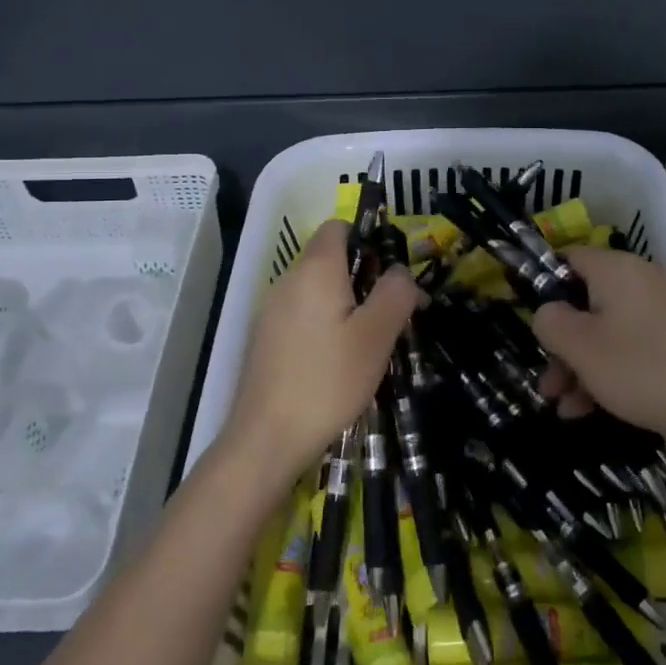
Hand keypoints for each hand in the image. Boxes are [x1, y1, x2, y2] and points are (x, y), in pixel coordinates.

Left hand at [219, 219, 422, 487]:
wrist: (267, 438)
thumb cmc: (328, 380)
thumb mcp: (376, 336)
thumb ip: (395, 293)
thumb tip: (400, 270)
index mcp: (316, 269)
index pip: (338, 226)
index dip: (368, 239)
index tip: (392, 272)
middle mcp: (288, 280)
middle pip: (328, 258)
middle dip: (362, 276)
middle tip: (390, 313)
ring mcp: (271, 310)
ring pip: (315, 289)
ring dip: (344, 303)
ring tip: (369, 340)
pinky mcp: (265, 339)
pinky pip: (301, 314)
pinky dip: (323, 323)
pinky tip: (337, 360)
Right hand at [532, 246, 665, 461]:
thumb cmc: (640, 369)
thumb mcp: (580, 345)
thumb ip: (550, 322)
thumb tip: (547, 313)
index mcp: (616, 270)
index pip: (568, 258)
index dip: (542, 283)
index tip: (524, 315)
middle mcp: (636, 286)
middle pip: (581, 302)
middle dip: (558, 341)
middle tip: (545, 377)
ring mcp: (654, 319)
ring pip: (599, 333)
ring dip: (574, 366)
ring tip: (559, 403)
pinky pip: (622, 354)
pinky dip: (600, 377)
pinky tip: (582, 411)